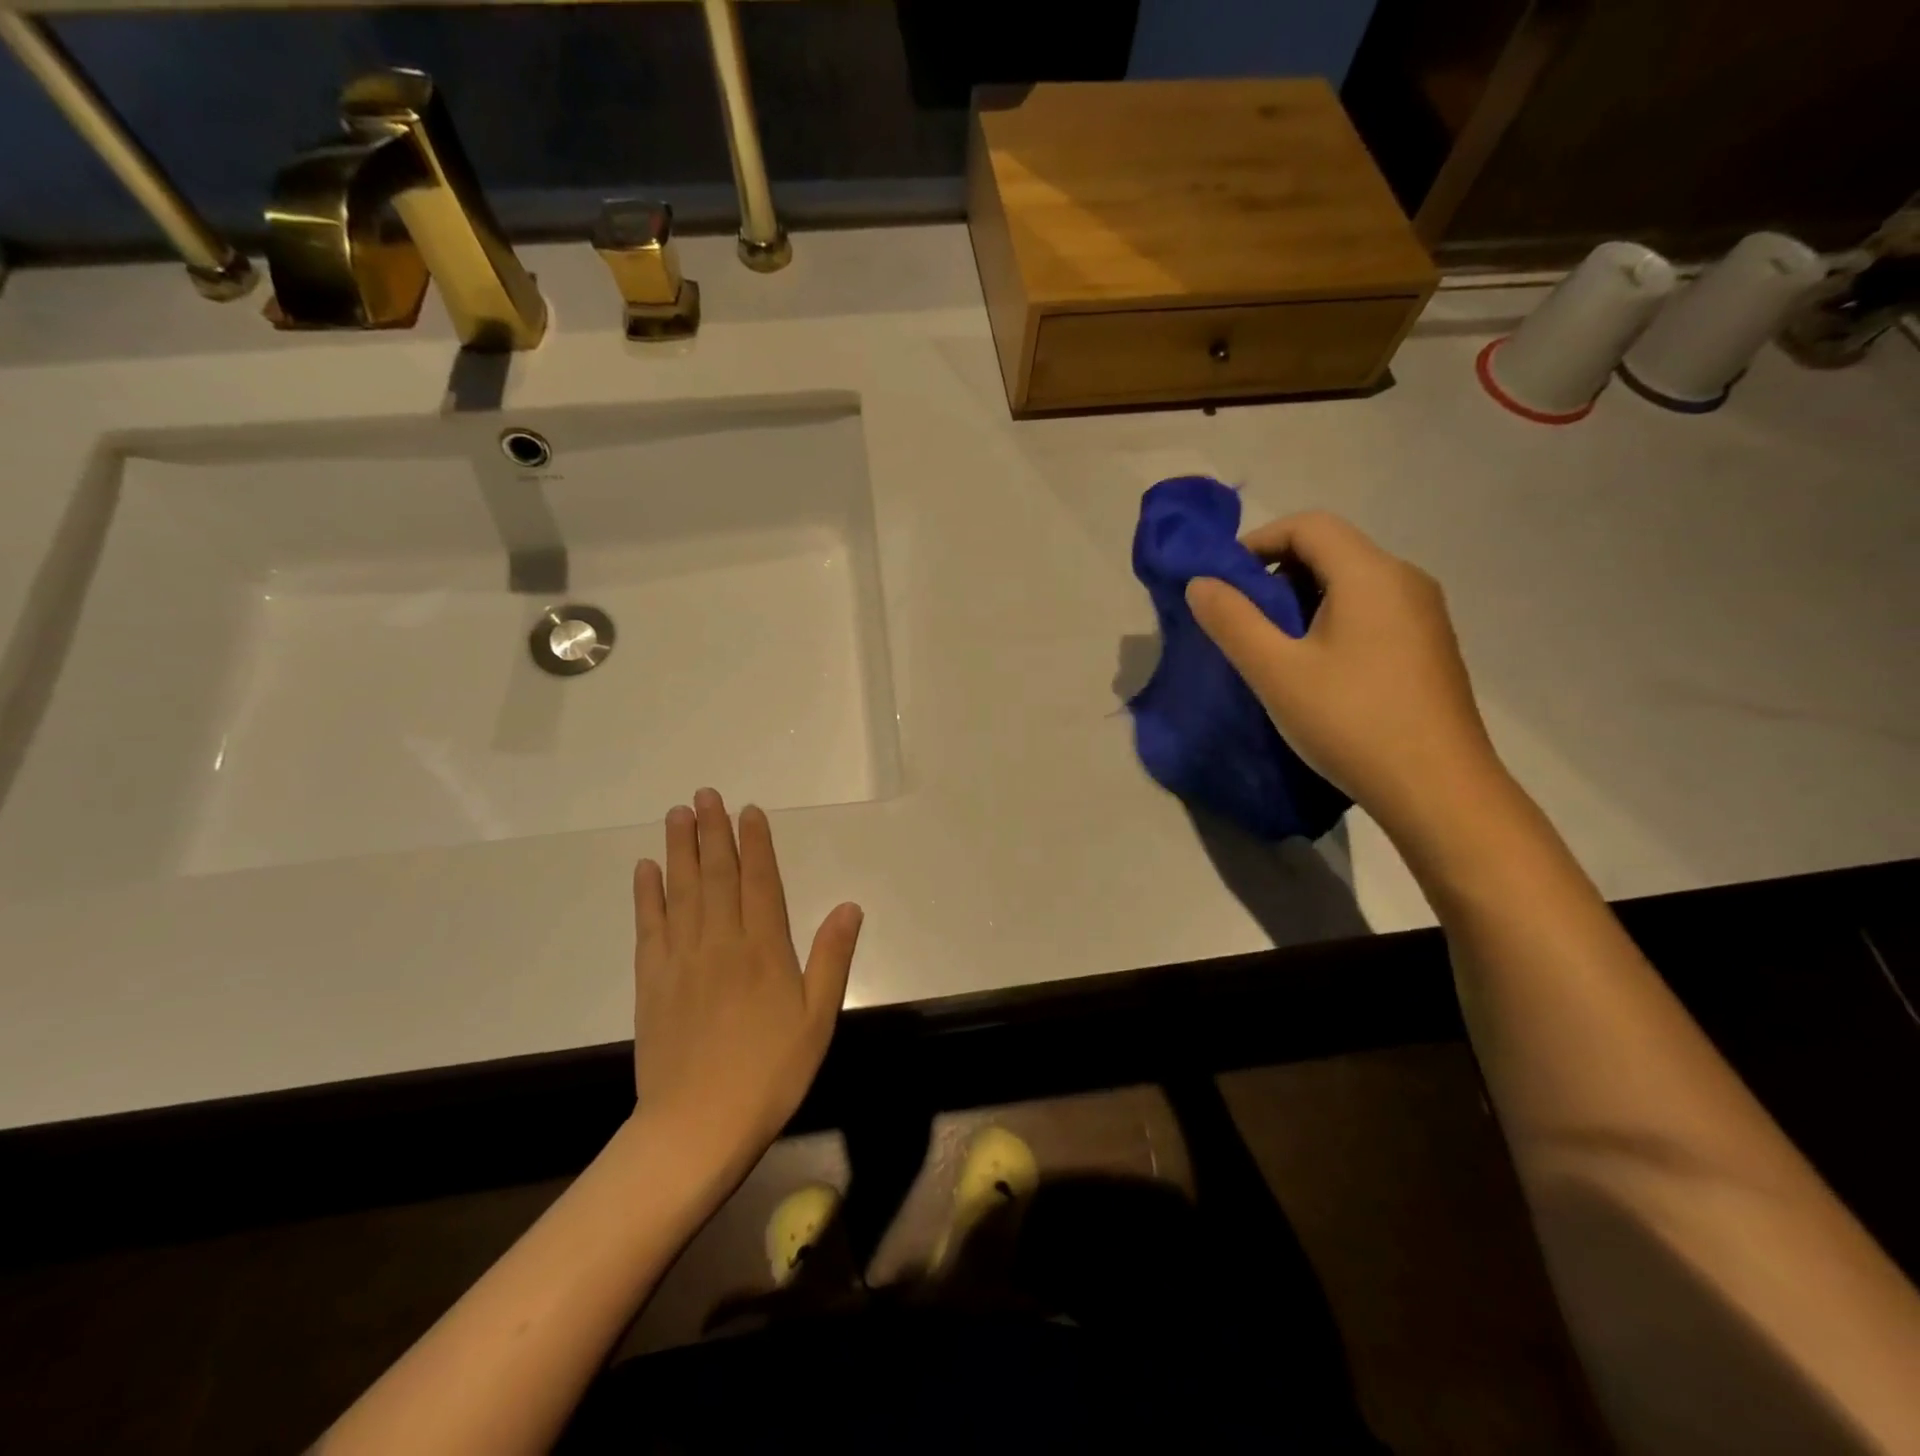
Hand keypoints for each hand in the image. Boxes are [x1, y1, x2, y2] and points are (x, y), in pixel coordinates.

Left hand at [631, 789, 862, 1167]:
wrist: (697, 1126)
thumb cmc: (770, 1072)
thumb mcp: (818, 1019)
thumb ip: (832, 958)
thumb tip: (851, 906)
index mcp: (764, 949)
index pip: (760, 881)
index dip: (755, 843)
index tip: (748, 811)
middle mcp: (721, 942)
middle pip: (716, 875)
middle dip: (712, 831)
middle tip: (704, 795)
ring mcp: (681, 959)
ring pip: (681, 891)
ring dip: (679, 850)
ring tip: (677, 815)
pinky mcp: (651, 981)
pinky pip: (649, 926)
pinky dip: (647, 894)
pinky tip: (645, 870)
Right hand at [1186, 511, 1505, 842]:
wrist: (1438, 790)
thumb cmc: (1351, 722)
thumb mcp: (1276, 672)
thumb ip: (1233, 621)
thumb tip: (1201, 583)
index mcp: (1371, 574)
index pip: (1308, 525)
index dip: (1257, 542)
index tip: (1223, 582)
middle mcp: (1404, 580)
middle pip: (1331, 551)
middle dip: (1276, 574)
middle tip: (1241, 620)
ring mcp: (1424, 615)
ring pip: (1351, 584)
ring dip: (1302, 601)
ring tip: (1272, 649)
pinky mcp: (1428, 648)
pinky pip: (1371, 612)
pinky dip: (1331, 622)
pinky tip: (1316, 670)